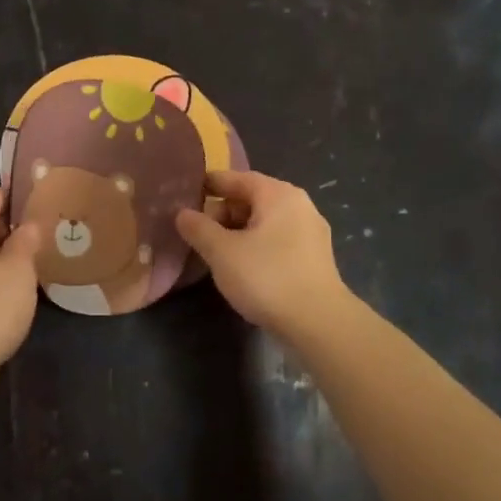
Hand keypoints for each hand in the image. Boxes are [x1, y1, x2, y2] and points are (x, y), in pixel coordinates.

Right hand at [175, 170, 349, 334]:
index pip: (236, 178)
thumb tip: (182, 213)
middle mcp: (299, 205)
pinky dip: (256, 246)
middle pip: (252, 199)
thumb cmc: (267, 278)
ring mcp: (311, 232)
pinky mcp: (315, 258)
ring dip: (238, 233)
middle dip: (222, 214)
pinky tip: (243, 268)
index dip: (208, 185)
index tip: (184, 195)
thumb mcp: (222, 252)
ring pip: (265, 222)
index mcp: (278, 194)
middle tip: (198, 234)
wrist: (318, 323)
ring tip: (216, 254)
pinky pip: (277, 241)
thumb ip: (199, 228)